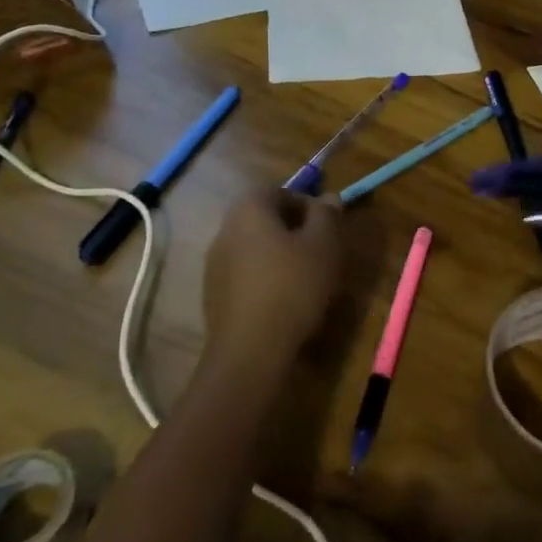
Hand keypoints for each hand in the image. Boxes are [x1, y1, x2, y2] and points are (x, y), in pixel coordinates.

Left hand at [202, 190, 343, 372]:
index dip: (307, 203)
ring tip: (307, 279)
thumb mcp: (324, 245)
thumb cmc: (293, 286)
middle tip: (321, 250)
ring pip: (255, 247)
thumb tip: (328, 197)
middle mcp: (225, 230)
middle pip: (265, 218)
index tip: (327, 226)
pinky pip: (246, 275)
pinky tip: (285, 302)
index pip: (279, 190)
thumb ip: (327, 214)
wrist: (250, 351)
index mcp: (248, 209)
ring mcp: (214, 264)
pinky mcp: (213, 295)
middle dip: (294, 229)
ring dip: (280, 255)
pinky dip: (266, 279)